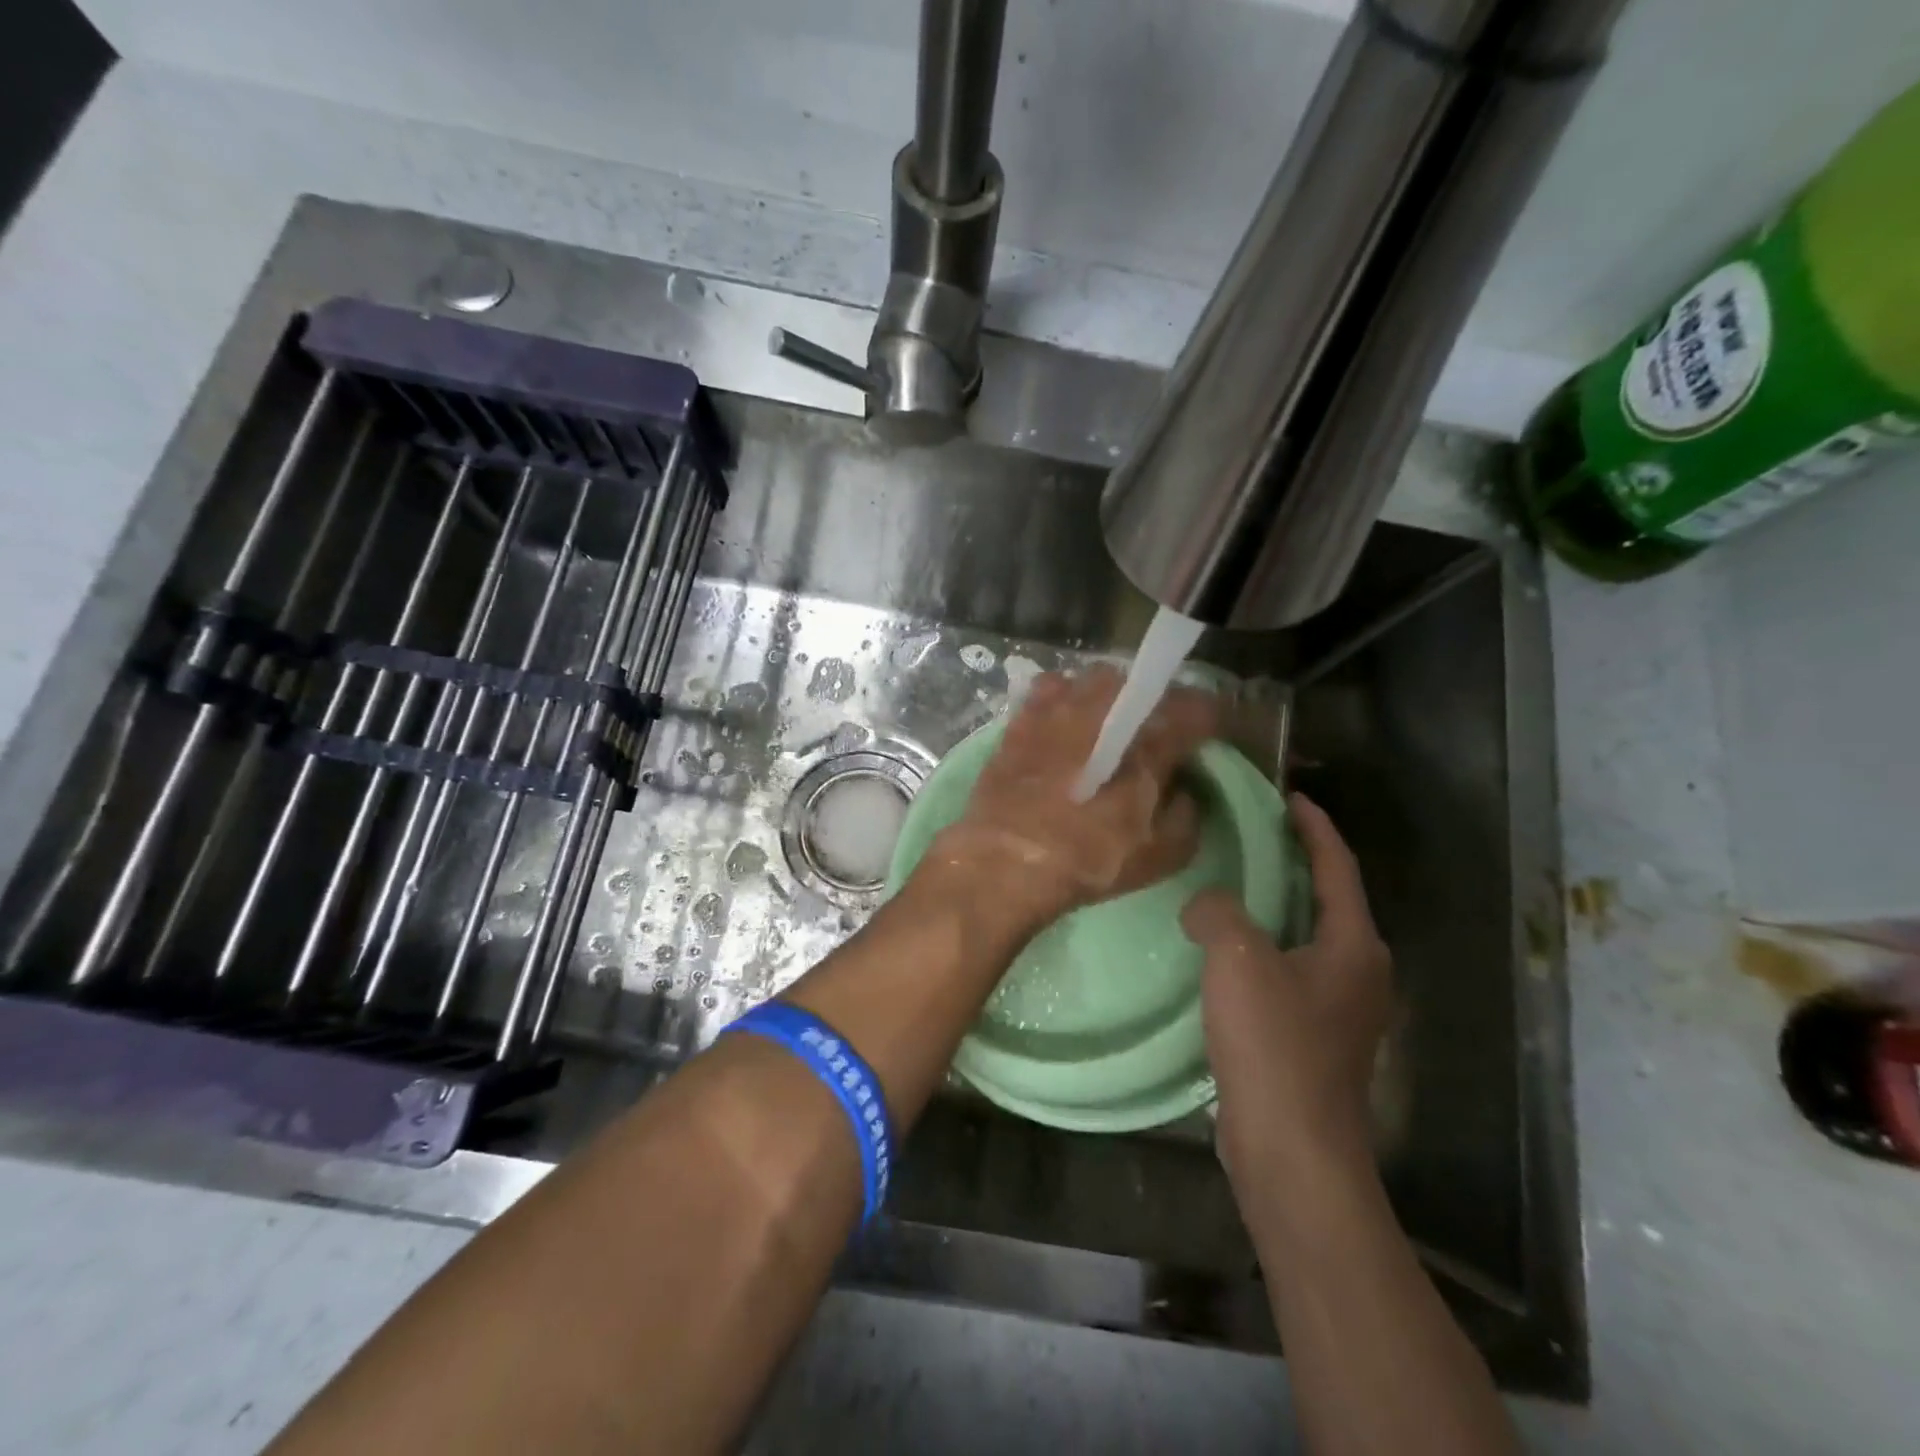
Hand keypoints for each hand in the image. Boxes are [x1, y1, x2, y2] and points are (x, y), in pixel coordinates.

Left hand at [925, 665, 1216, 926]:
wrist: (1004, 861)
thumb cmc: (1087, 860)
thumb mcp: (1160, 855)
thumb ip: (1186, 816)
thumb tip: (1183, 791)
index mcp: (1146, 742)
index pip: (1194, 709)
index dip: (1211, 716)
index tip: (1214, 728)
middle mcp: (1102, 711)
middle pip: (1142, 684)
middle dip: (1157, 700)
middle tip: (1159, 727)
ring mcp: (1056, 709)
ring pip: (1095, 679)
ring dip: (1111, 694)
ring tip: (1110, 720)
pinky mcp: (1021, 719)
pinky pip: (1051, 690)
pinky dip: (1066, 698)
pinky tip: (1064, 722)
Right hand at [1183, 793, 1393, 1207]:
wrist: (1291, 1152)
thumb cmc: (1275, 1046)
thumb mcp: (1238, 959)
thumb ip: (1218, 911)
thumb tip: (1205, 904)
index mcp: (1353, 946)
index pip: (1338, 868)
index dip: (1315, 828)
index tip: (1289, 797)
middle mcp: (1357, 974)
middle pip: (1328, 901)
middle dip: (1294, 865)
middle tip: (1250, 837)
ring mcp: (1338, 1012)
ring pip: (1305, 940)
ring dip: (1274, 909)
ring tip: (1229, 887)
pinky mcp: (1312, 1041)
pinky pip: (1286, 974)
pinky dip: (1260, 950)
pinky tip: (1222, 954)